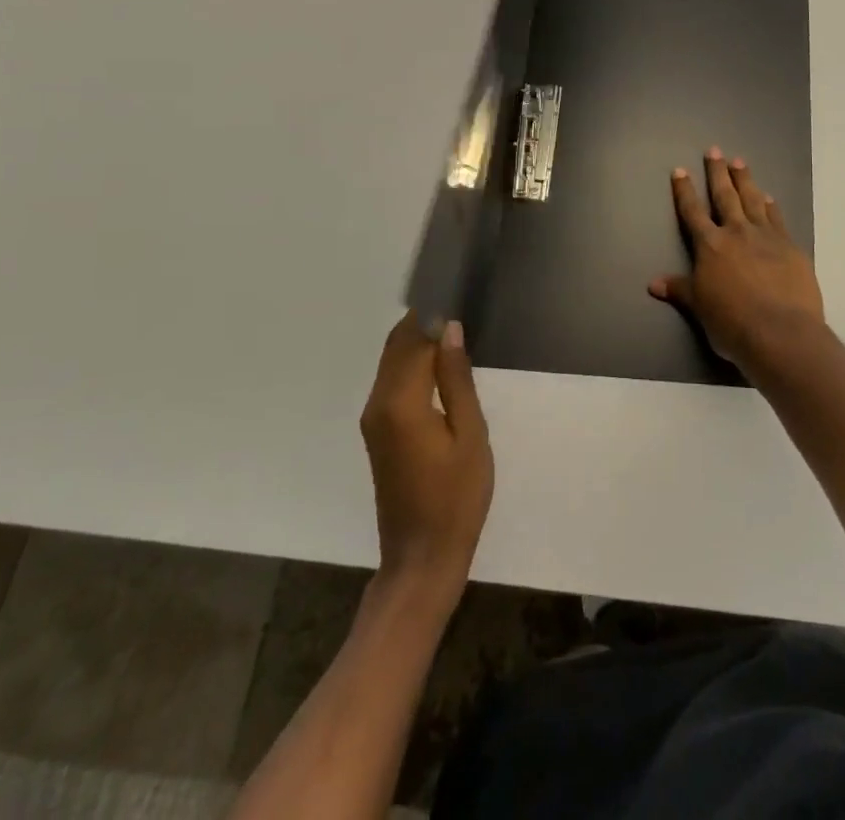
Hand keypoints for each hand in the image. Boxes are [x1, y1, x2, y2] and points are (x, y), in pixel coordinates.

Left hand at [359, 312, 493, 612]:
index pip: (412, 338)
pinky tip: (442, 362)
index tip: (456, 286)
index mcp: (400, 402)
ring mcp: (374, 419)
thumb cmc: (457, 498)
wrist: (422, 558)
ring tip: (458, 326)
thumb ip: (457, 379)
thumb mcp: (470, 435)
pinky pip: (394, 381)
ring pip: (393, 361)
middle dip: (424, 320)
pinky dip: (414, 362)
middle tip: (461, 301)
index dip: (432, 311)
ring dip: (419, 340)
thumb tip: (449, 329)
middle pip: (397, 345)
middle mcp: (378, 404)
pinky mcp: (379, 432)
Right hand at [649, 147, 826, 376]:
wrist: (781, 332)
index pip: (693, 212)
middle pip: (725, 196)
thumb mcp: (700, 308)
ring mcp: (766, 237)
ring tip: (740, 162)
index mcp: (710, 246)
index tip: (680, 170)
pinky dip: (771, 206)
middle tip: (715, 150)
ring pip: (753, 200)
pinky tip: (769, 197)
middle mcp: (737, 233)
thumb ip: (680, 290)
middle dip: (717, 172)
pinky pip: (777, 219)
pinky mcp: (791, 247)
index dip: (685, 191)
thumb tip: (652, 283)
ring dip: (745, 180)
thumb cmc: (732, 323)